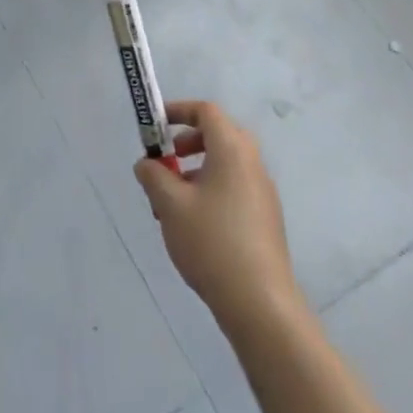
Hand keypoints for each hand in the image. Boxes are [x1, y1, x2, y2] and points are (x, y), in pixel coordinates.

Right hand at [134, 99, 304, 332]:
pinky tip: (193, 225)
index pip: (207, 112)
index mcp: (232, 151)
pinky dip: (211, 190)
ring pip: (226, 165)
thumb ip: (153, 175)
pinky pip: (234, 188)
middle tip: (167, 160)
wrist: (259, 302)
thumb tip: (147, 164)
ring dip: (197, 170)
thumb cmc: (211, 241)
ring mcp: (263, 193)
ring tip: (172, 202)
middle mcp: (252, 165)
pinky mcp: (265, 220)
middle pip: (220, 135)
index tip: (156, 125)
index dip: (179, 110)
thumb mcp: (170, 204)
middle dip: (189, 141)